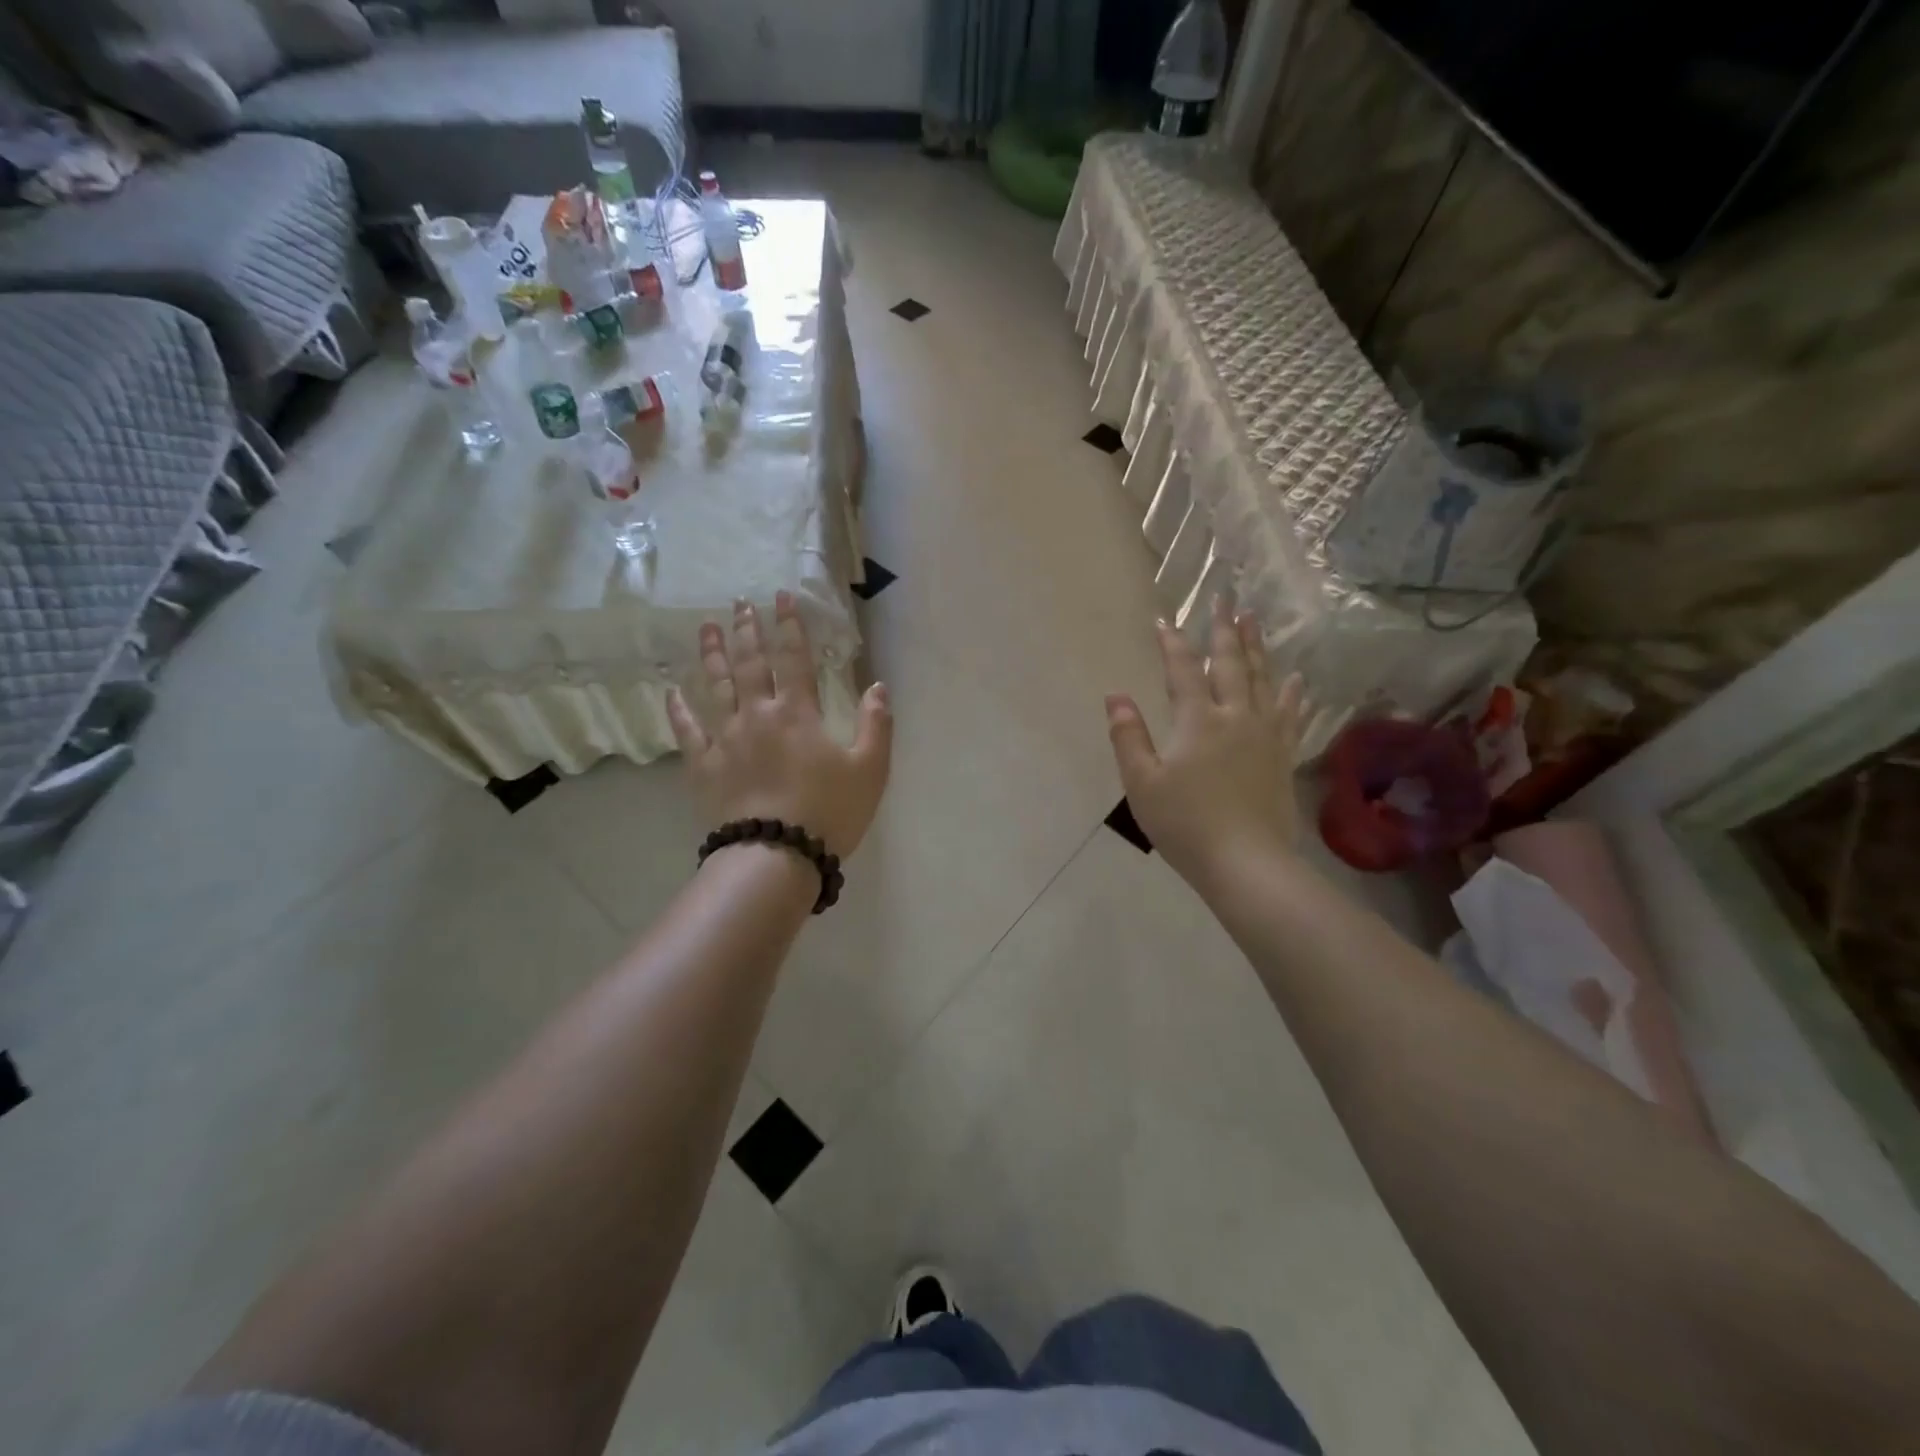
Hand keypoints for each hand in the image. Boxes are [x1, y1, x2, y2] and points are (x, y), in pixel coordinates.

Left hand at [668, 593, 892, 858]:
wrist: (777, 854)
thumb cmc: (829, 811)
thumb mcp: (870, 769)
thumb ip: (876, 724)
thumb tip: (878, 686)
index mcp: (798, 713)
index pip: (794, 658)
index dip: (789, 625)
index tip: (781, 597)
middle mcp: (758, 715)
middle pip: (749, 663)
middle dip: (746, 630)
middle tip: (740, 603)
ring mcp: (726, 738)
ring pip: (716, 687)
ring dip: (712, 655)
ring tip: (706, 627)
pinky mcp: (704, 765)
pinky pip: (687, 731)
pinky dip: (678, 710)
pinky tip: (671, 692)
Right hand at [1105, 596, 1305, 890]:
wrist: (1246, 862)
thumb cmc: (1185, 824)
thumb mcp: (1142, 783)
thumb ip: (1128, 736)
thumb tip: (1115, 696)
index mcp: (1197, 721)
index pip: (1183, 670)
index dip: (1173, 643)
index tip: (1164, 620)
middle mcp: (1235, 717)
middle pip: (1231, 664)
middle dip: (1225, 630)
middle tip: (1227, 599)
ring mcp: (1264, 735)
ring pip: (1263, 680)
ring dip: (1258, 648)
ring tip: (1256, 621)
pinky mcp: (1282, 756)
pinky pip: (1289, 713)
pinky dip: (1292, 693)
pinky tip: (1296, 679)